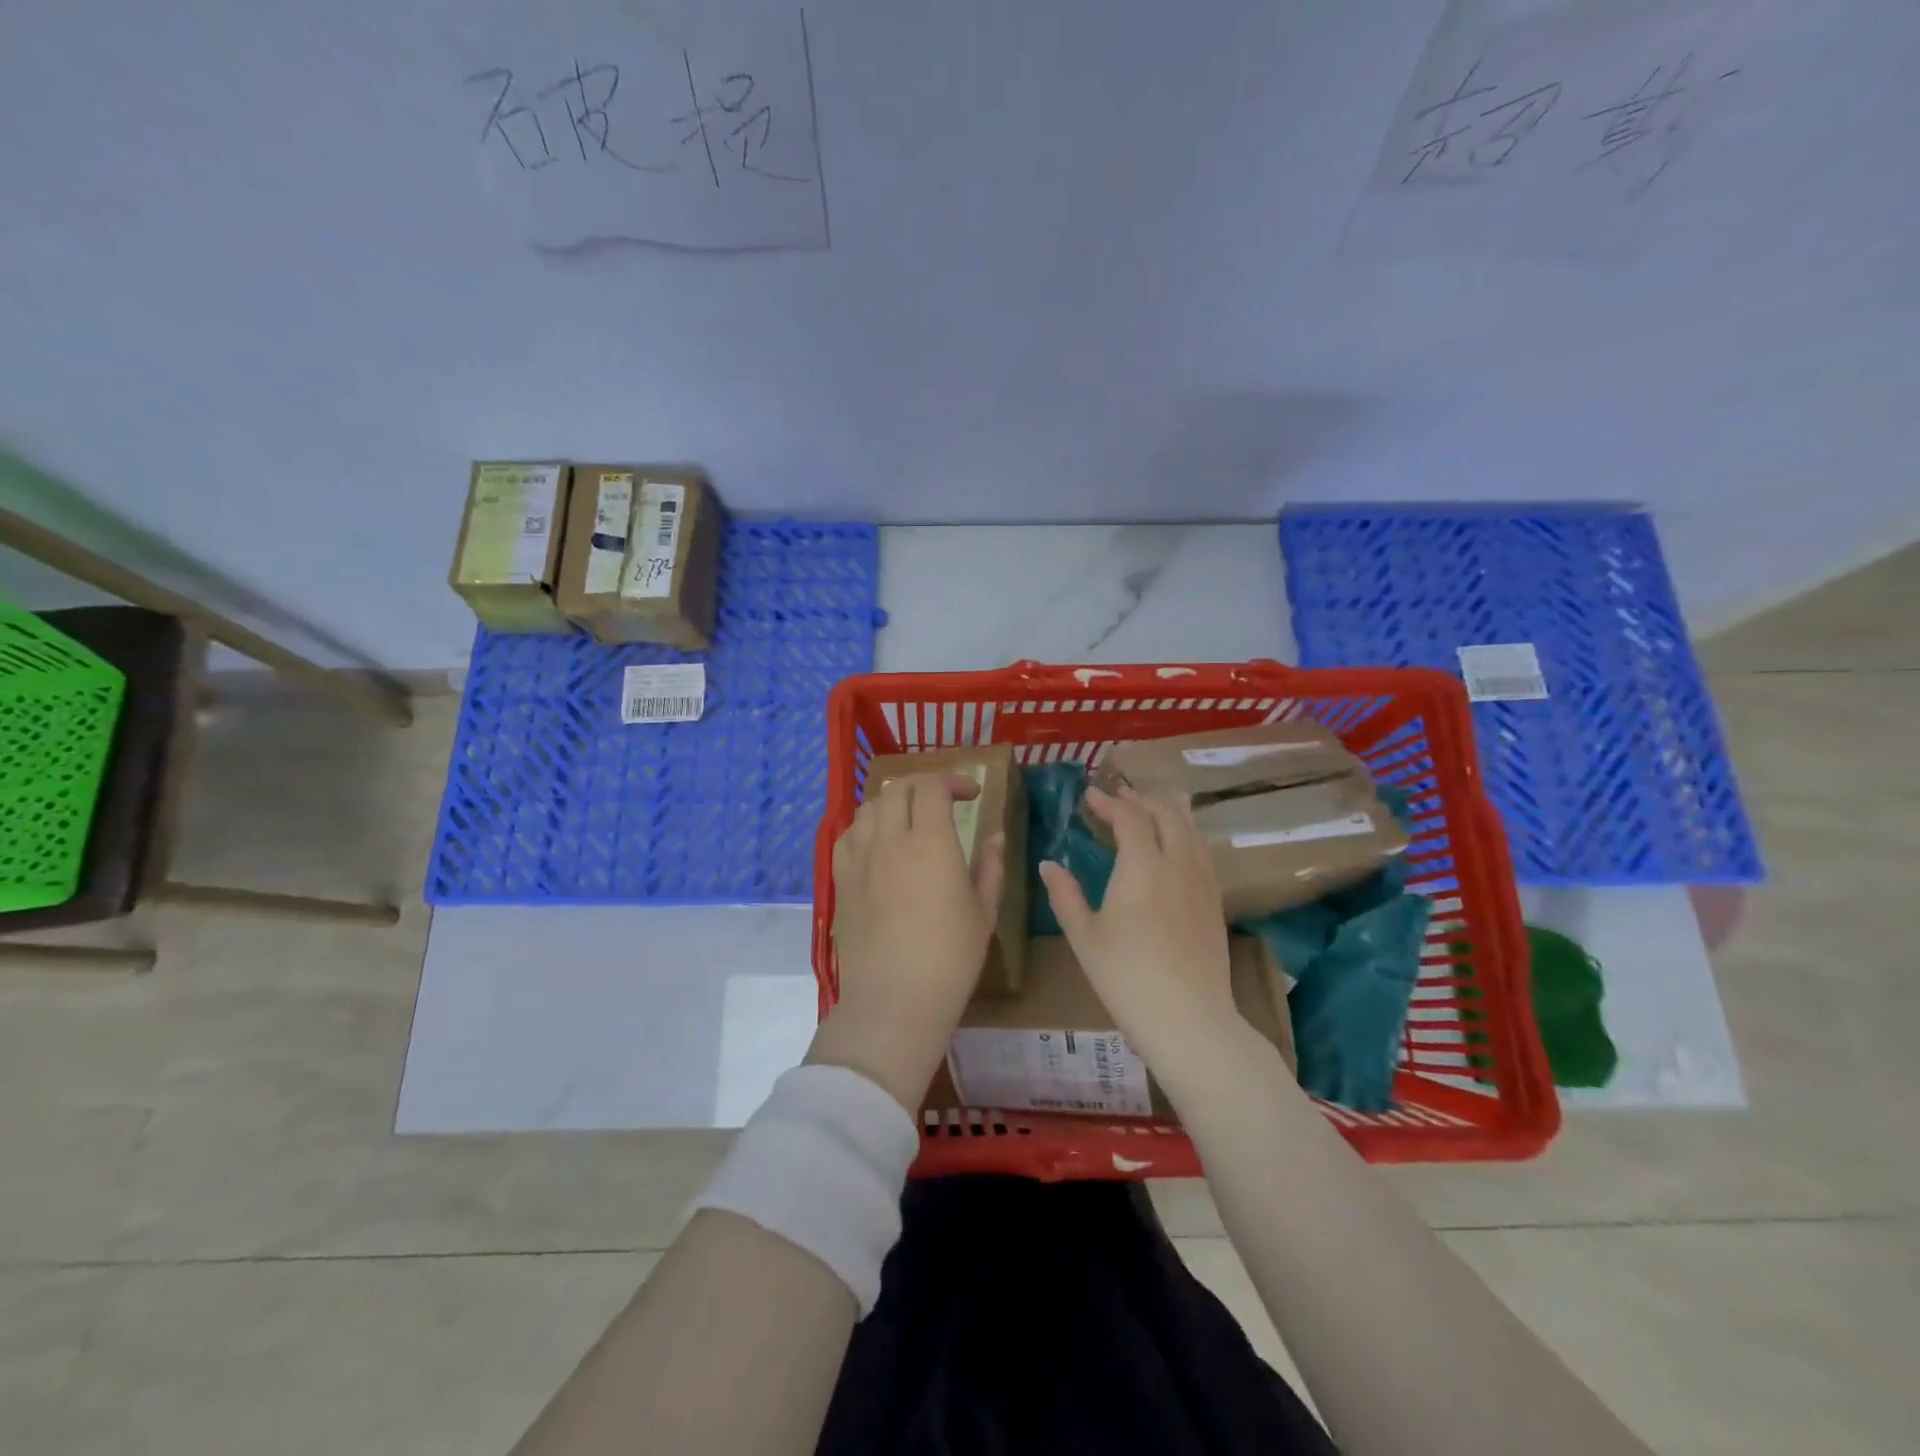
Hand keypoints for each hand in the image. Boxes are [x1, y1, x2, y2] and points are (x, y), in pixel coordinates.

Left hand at [809, 771, 1005, 1112]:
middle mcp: (890, 840)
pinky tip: (878, 843)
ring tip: (910, 819)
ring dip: (893, 801)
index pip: (933, 786)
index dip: (953, 780)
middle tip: (943, 801)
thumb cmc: (950, 959)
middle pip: (898, 788)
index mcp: (930, 843)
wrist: (893, 1001)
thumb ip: (991, 867)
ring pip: (869, 806)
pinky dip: (866, 825)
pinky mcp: (841, 880)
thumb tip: (994, 836)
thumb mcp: (984, 912)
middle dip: (924, 785)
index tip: (971, 794)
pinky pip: (848, 835)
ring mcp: (860, 858)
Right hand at [1038, 785, 1236, 1079]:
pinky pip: (1203, 852)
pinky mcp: (1216, 902)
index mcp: (1142, 866)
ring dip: (1169, 811)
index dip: (1109, 802)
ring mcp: (1202, 882)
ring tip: (1152, 808)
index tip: (1089, 795)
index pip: (1129, 817)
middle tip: (1120, 796)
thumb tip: (1048, 864)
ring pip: (1191, 830)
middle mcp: (1177, 863)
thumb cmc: (1126, 977)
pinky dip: (1187, 835)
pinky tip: (1178, 847)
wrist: (1188, 1019)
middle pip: (1166, 814)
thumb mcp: (1084, 937)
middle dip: (1142, 799)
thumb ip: (1065, 895)